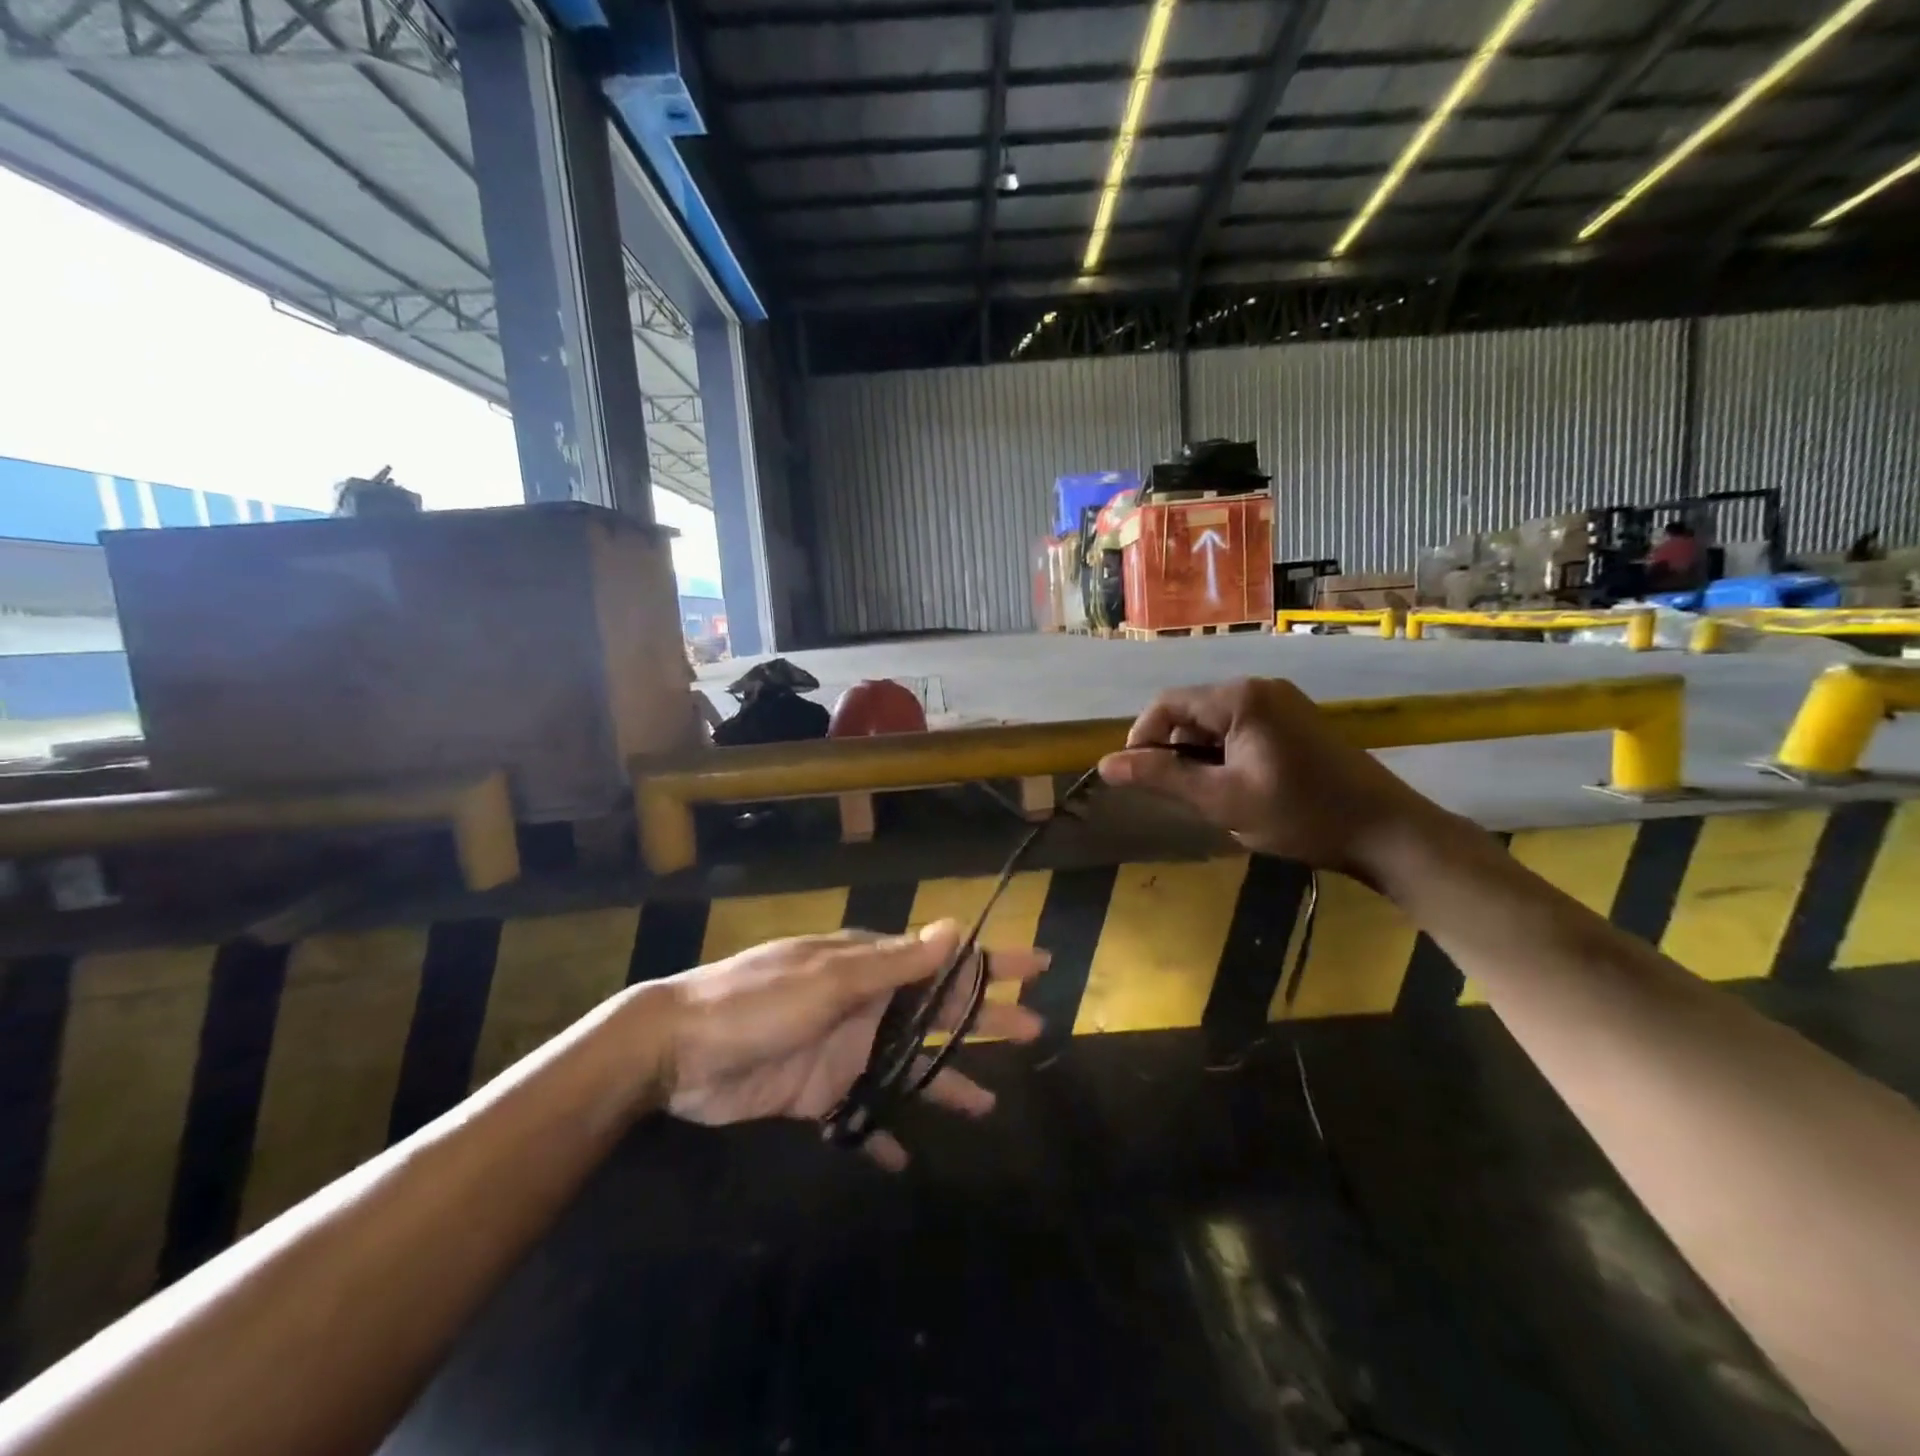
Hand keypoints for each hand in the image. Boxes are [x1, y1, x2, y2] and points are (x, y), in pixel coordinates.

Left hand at [656, 922, 1047, 1168]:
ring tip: (987, 1106)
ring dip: (945, 1082)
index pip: (945, 962)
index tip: (1039, 966)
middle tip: (1033, 1031)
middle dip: (985, 1020)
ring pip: (908, 1068)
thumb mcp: (831, 978)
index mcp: (870, 968)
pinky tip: (903, 1159)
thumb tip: (955, 928)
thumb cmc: (759, 1002)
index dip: (993, 963)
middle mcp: (866, 1005)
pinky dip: (881, 1134)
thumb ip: (894, 963)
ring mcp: (844, 1050)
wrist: (679, 1051)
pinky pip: (861, 1115)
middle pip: (938, 1014)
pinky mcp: (818, 1093)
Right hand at [1097, 677, 1440, 878]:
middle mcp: (1258, 688)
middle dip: (1172, 750)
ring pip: (1213, 723)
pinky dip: (1223, 755)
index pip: (1167, 705)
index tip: (1136, 779)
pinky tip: (1234, 787)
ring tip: (1207, 796)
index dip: (1141, 739)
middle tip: (1176, 795)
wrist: (1386, 831)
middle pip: (1190, 711)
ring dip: (1198, 756)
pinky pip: (1239, 729)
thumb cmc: (1301, 814)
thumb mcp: (1222, 800)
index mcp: (1240, 698)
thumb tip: (1106, 765)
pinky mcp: (1294, 721)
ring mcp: (1280, 702)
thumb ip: (1162, 778)